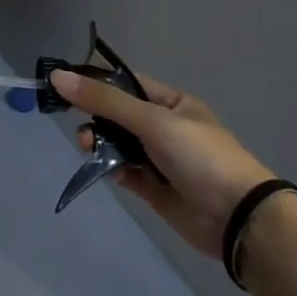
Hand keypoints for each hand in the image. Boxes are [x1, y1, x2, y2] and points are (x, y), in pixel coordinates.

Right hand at [52, 68, 272, 260]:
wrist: (238, 218)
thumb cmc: (200, 156)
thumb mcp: (152, 120)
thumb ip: (104, 100)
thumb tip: (58, 77)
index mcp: (172, 103)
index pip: (126, 84)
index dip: (96, 83)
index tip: (64, 85)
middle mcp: (165, 128)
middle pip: (118, 115)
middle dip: (95, 118)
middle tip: (78, 126)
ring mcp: (160, 159)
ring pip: (118, 144)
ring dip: (99, 144)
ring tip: (86, 147)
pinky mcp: (154, 189)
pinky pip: (124, 172)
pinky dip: (112, 169)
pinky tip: (106, 170)